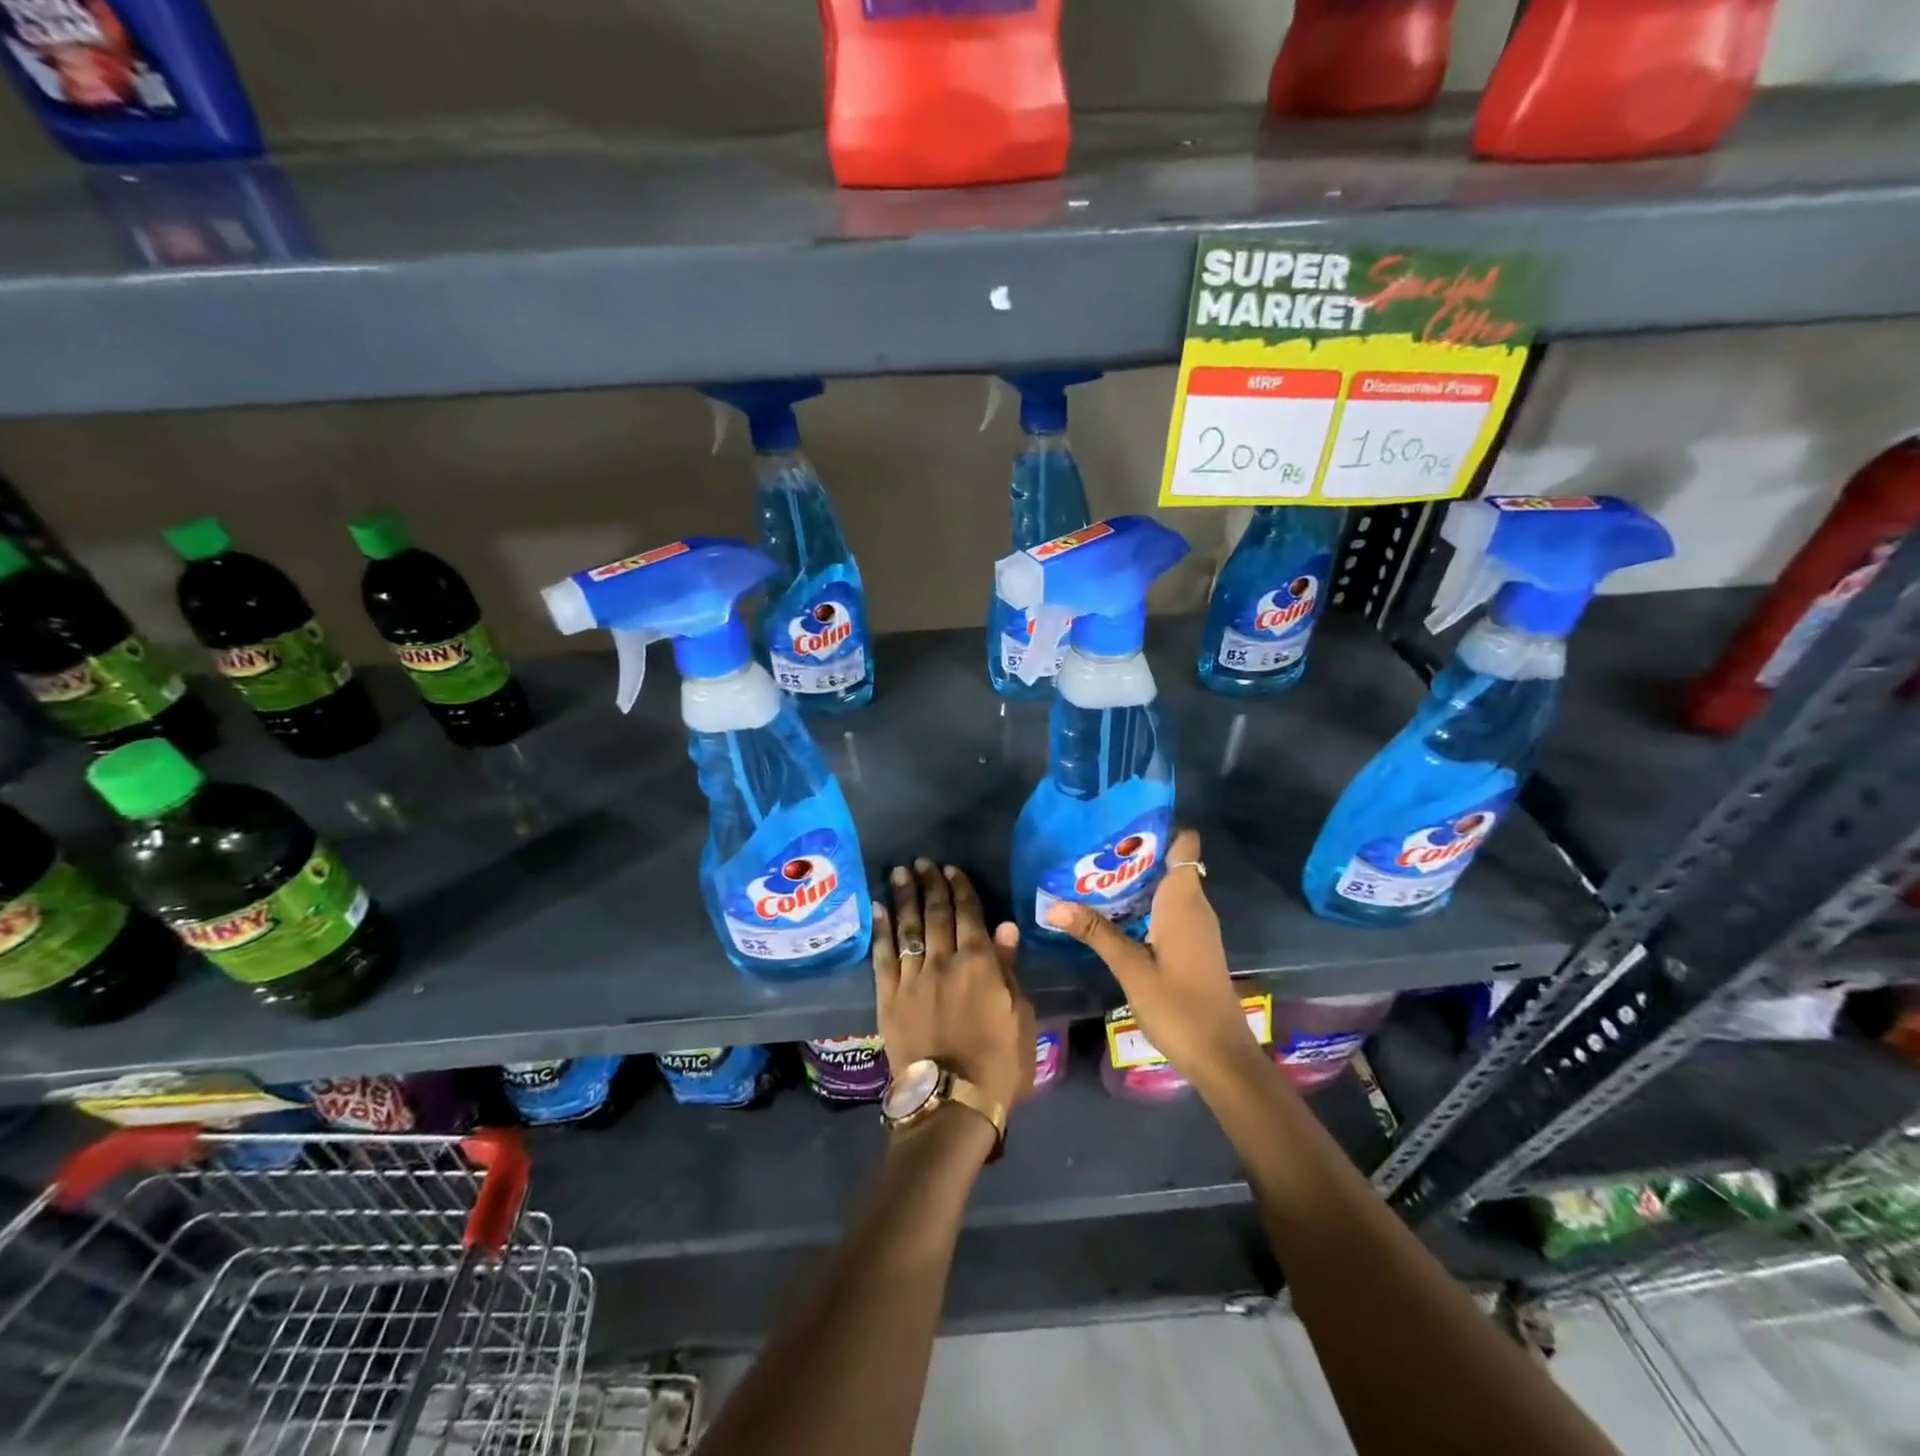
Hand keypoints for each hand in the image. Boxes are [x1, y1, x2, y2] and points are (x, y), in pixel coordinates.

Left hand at [873, 859, 1036, 1118]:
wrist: (952, 1103)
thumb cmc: (999, 1063)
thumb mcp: (1020, 1016)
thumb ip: (1008, 969)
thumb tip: (1005, 927)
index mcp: (980, 963)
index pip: (969, 914)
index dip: (960, 889)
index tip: (951, 869)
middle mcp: (944, 961)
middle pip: (936, 913)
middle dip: (930, 884)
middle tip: (922, 862)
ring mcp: (912, 978)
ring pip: (908, 927)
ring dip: (904, 896)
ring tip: (899, 872)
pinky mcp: (888, 997)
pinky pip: (883, 956)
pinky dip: (881, 929)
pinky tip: (878, 909)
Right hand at [1045, 829, 1259, 1082]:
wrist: (1221, 1056)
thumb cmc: (1179, 1007)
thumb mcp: (1131, 968)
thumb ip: (1096, 932)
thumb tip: (1054, 904)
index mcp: (1183, 901)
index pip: (1185, 843)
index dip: (1158, 829)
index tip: (1121, 825)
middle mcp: (1195, 906)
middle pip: (1171, 863)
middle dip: (1135, 855)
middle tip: (1092, 853)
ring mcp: (1197, 927)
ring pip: (1168, 888)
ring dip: (1137, 882)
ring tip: (1094, 878)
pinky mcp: (1194, 946)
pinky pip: (1169, 910)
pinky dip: (1145, 905)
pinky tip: (1116, 916)